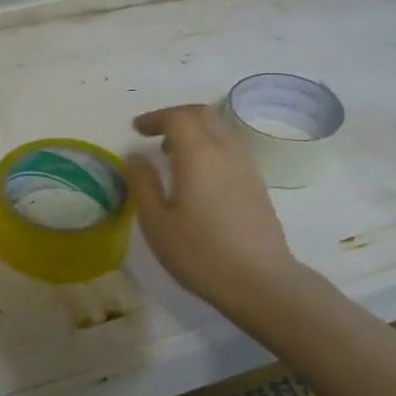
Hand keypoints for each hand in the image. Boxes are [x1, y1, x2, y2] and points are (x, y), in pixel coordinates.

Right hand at [128, 105, 301, 321]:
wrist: (259, 281)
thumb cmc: (200, 252)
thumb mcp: (156, 222)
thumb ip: (142, 184)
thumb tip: (135, 158)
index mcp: (198, 154)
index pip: (178, 117)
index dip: (155, 118)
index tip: (136, 130)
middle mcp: (225, 151)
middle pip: (203, 115)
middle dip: (176, 117)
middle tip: (153, 134)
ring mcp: (246, 167)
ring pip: (220, 130)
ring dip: (194, 131)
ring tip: (173, 155)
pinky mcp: (256, 184)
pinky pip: (230, 149)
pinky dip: (209, 147)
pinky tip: (198, 176)